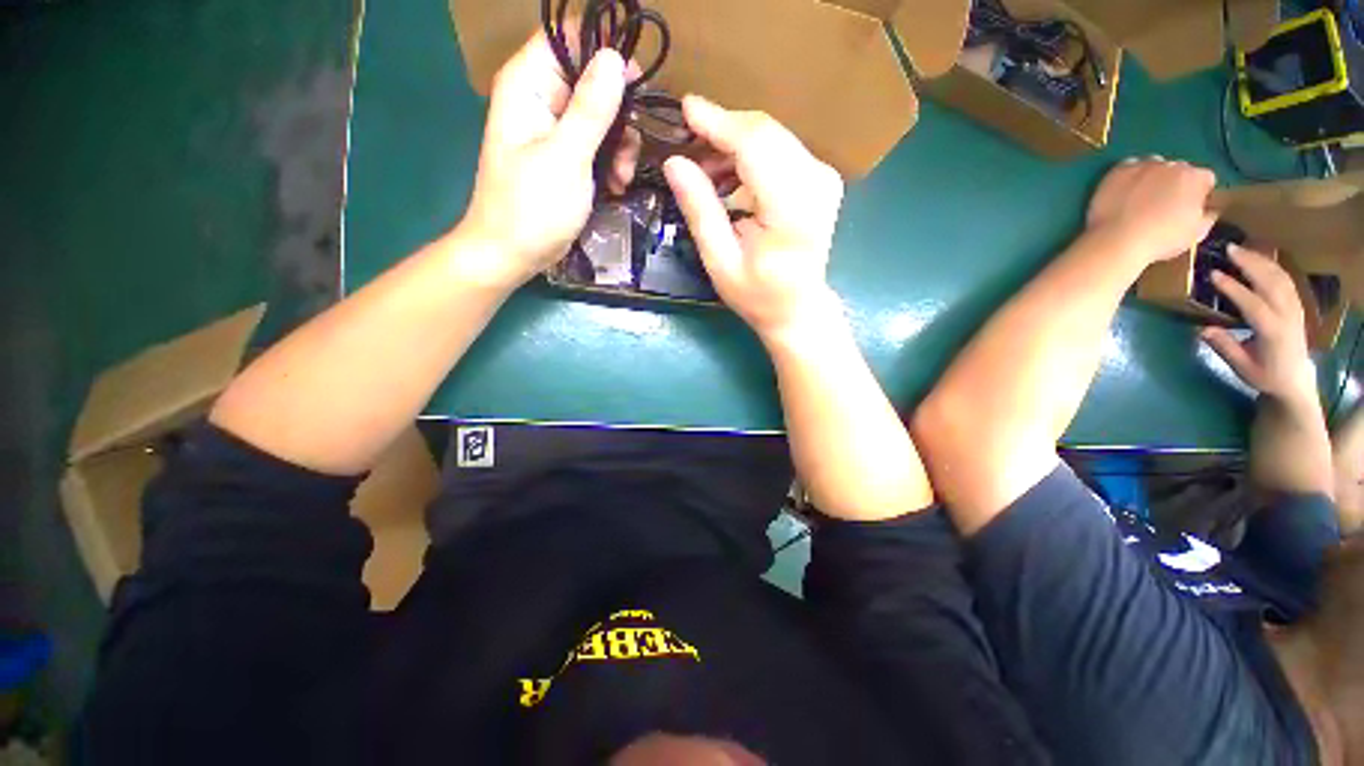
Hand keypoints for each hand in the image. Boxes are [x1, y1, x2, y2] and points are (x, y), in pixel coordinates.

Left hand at [460, 35, 636, 287]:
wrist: (511, 254)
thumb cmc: (532, 208)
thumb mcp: (566, 158)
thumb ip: (591, 109)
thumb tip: (615, 59)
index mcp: (528, 85)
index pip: (567, 38)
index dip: (604, 52)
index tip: (635, 83)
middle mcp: (540, 99)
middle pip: (590, 79)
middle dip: (619, 113)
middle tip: (632, 147)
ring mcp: (553, 131)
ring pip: (600, 116)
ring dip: (620, 145)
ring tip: (623, 178)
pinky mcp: (565, 158)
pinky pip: (597, 145)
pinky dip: (611, 163)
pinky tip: (617, 187)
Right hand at [663, 96, 844, 338]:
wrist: (798, 307)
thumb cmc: (758, 295)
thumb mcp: (720, 262)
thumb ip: (700, 211)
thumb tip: (674, 162)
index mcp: (792, 210)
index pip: (755, 146)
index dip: (718, 122)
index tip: (685, 108)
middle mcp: (815, 183)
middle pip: (765, 132)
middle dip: (722, 132)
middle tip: (687, 150)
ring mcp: (823, 177)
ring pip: (772, 136)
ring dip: (733, 145)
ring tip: (705, 173)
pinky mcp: (821, 177)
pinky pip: (780, 148)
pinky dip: (750, 155)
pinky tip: (729, 179)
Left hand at [1086, 158, 1217, 263]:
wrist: (1117, 240)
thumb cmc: (1161, 239)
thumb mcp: (1196, 233)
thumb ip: (1208, 216)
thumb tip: (1210, 209)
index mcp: (1196, 178)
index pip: (1205, 179)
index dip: (1199, 193)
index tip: (1190, 205)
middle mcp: (1172, 165)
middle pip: (1180, 170)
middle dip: (1176, 183)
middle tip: (1163, 203)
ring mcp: (1144, 166)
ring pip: (1155, 165)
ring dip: (1153, 176)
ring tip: (1143, 196)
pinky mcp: (1118, 171)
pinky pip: (1129, 166)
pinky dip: (1131, 175)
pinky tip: (1126, 190)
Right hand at [1201, 245, 1315, 401]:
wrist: (1295, 380)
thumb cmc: (1265, 375)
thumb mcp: (1242, 367)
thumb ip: (1225, 347)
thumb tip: (1203, 329)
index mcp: (1273, 332)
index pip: (1253, 304)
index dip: (1233, 288)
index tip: (1213, 274)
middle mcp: (1287, 316)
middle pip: (1270, 283)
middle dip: (1250, 264)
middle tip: (1228, 249)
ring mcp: (1295, 308)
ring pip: (1279, 277)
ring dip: (1260, 260)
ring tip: (1240, 249)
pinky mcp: (1296, 304)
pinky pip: (1285, 279)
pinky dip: (1270, 265)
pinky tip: (1258, 259)